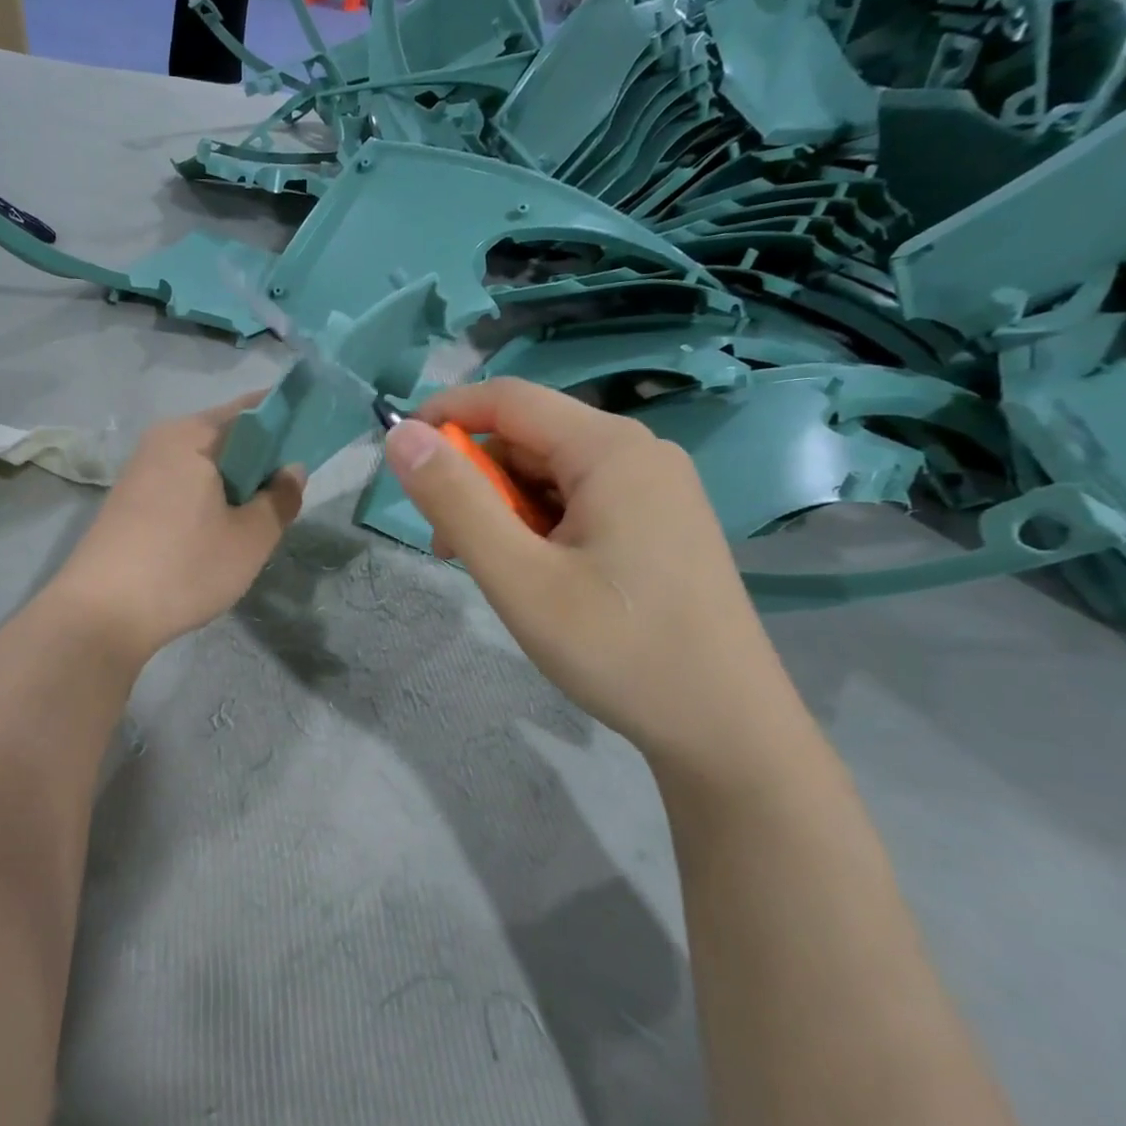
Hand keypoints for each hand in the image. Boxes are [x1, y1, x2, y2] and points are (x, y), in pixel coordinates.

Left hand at [45, 392, 304, 666]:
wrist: (100, 615)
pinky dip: (206, 500)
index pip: (252, 409)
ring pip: (203, 465)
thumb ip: (280, 498)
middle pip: (226, 436)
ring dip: (232, 485)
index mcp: (192, 435)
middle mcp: (161, 441)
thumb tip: (291, 470)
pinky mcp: (128, 501)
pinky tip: (213, 537)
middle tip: (284, 498)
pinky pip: (181, 486)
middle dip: (260, 461)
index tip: (312, 442)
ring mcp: (140, 471)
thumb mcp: (250, 538)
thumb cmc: (185, 568)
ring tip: (251, 524)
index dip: (287, 420)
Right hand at [383, 378, 805, 766]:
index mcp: (610, 450)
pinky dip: (539, 526)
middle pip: (530, 438)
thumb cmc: (617, 649)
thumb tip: (402, 437)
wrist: (725, 727)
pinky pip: (580, 502)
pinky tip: (535, 576)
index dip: (445, 414)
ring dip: (504, 509)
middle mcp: (639, 454)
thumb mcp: (518, 577)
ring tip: (492, 571)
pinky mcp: (660, 523)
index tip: (400, 459)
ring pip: (552, 474)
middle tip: (448, 546)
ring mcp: (656, 489)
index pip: (508, 398)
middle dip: (475, 480)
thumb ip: (455, 501)